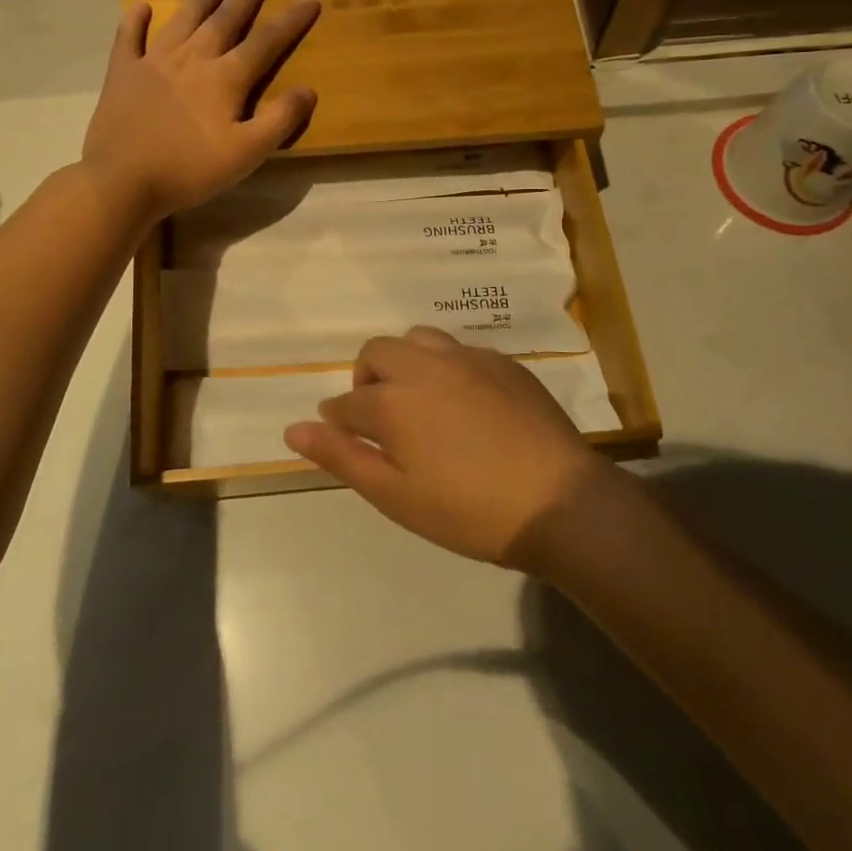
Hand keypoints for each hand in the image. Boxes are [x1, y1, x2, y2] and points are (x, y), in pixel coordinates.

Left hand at [82, 0, 320, 222]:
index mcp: (225, 79)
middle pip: (225, 20)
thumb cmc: (189, 170)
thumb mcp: (246, 153)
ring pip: (184, 19)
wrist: (122, 180)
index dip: (290, 22)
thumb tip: (308, 90)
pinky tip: (141, 7)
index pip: (266, 43)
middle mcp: (192, 59)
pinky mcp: (122, 73)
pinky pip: (129, 38)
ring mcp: (154, 61)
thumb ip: (279, 120)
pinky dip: (135, 21)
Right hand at [284, 327, 618, 571]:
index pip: (347, 402)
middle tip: (381, 419)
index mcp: (393, 400)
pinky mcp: (503, 362)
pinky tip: (464, 401)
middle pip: (377, 353)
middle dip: (367, 380)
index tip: (344, 437)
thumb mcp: (395, 495)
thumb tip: (294, 429)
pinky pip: (460, 350)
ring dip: (405, 363)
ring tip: (419, 400)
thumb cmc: (468, 510)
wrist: (558, 502)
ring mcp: (467, 359)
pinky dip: (446, 367)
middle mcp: (424, 366)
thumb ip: (341, 456)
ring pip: (419, 340)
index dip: (338, 420)